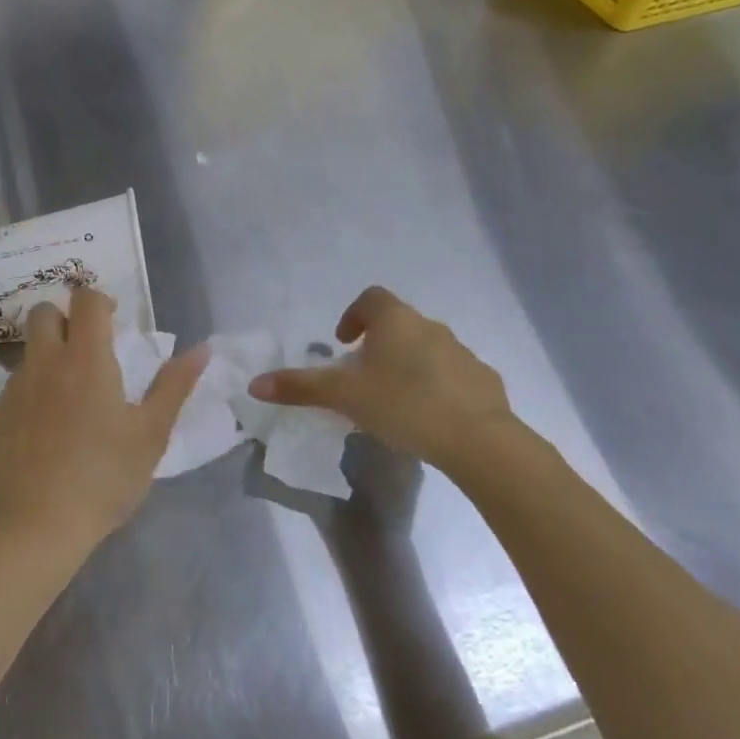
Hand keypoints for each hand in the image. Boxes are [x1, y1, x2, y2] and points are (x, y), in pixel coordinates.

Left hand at [0, 287, 208, 557]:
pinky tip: (48, 425)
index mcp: (86, 359)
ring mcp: (16, 386)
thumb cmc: (103, 477)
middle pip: (44, 312)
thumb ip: (174, 386)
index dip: (99, 300)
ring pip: (29, 348)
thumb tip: (201, 349)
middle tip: (88, 348)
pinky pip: (16, 382)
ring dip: (49, 353)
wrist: (34, 523)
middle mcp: (46, 362)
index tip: (114, 320)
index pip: (85, 300)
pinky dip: (34, 387)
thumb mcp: (151, 434)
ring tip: (71, 392)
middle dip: (65, 317)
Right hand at [249, 287, 536, 482]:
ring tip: (394, 400)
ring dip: (409, 365)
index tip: (343, 343)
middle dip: (379, 345)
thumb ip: (300, 387)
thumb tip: (255, 384)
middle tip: (363, 377)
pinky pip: (454, 375)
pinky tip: (430, 417)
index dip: (353, 315)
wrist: (478, 440)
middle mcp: (430, 327)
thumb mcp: (344, 397)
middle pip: (399, 324)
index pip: (371, 298)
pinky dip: (438, 387)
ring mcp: (462, 353)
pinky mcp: (484, 381)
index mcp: (396, 321)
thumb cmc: (403, 405)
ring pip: (427, 349)